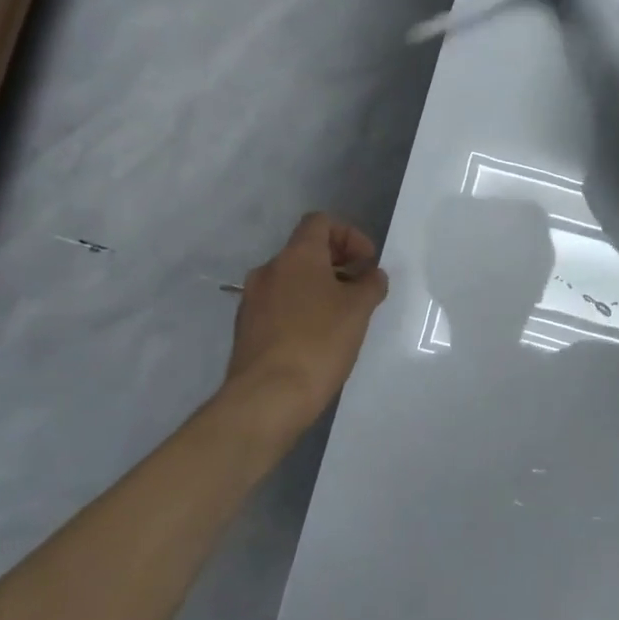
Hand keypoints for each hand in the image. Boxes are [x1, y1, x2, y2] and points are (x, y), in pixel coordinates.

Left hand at [225, 213, 389, 425]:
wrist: (267, 397)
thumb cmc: (319, 342)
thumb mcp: (358, 310)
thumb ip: (370, 284)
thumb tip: (371, 275)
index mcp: (296, 256)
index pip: (320, 222)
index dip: (349, 234)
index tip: (367, 261)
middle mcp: (269, 270)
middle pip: (305, 250)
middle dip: (337, 262)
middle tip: (361, 287)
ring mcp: (253, 299)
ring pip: (292, 279)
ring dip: (319, 287)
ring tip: (343, 315)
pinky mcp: (247, 328)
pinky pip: (279, 304)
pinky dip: (301, 308)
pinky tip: (318, 337)